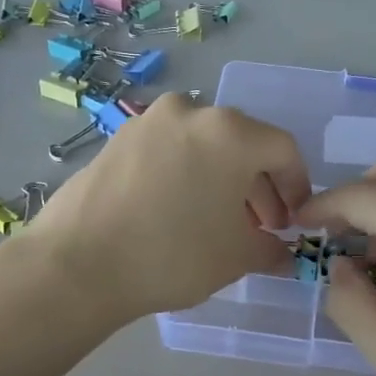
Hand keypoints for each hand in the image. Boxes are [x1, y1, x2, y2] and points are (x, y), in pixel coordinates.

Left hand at [22, 94, 311, 323]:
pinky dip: (186, 175)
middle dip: (258, 187)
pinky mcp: (118, 138)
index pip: (282, 150)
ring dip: (222, 181)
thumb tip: (282, 254)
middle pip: (242, 144)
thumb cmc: (173, 254)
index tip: (293, 221)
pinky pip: (169, 151)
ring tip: (219, 223)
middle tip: (261, 227)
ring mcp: (148, 121)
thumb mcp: (235, 257)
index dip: (297, 186)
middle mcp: (191, 111)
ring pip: (203, 147)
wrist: (78, 263)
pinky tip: (179, 212)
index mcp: (230, 132)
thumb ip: (270, 249)